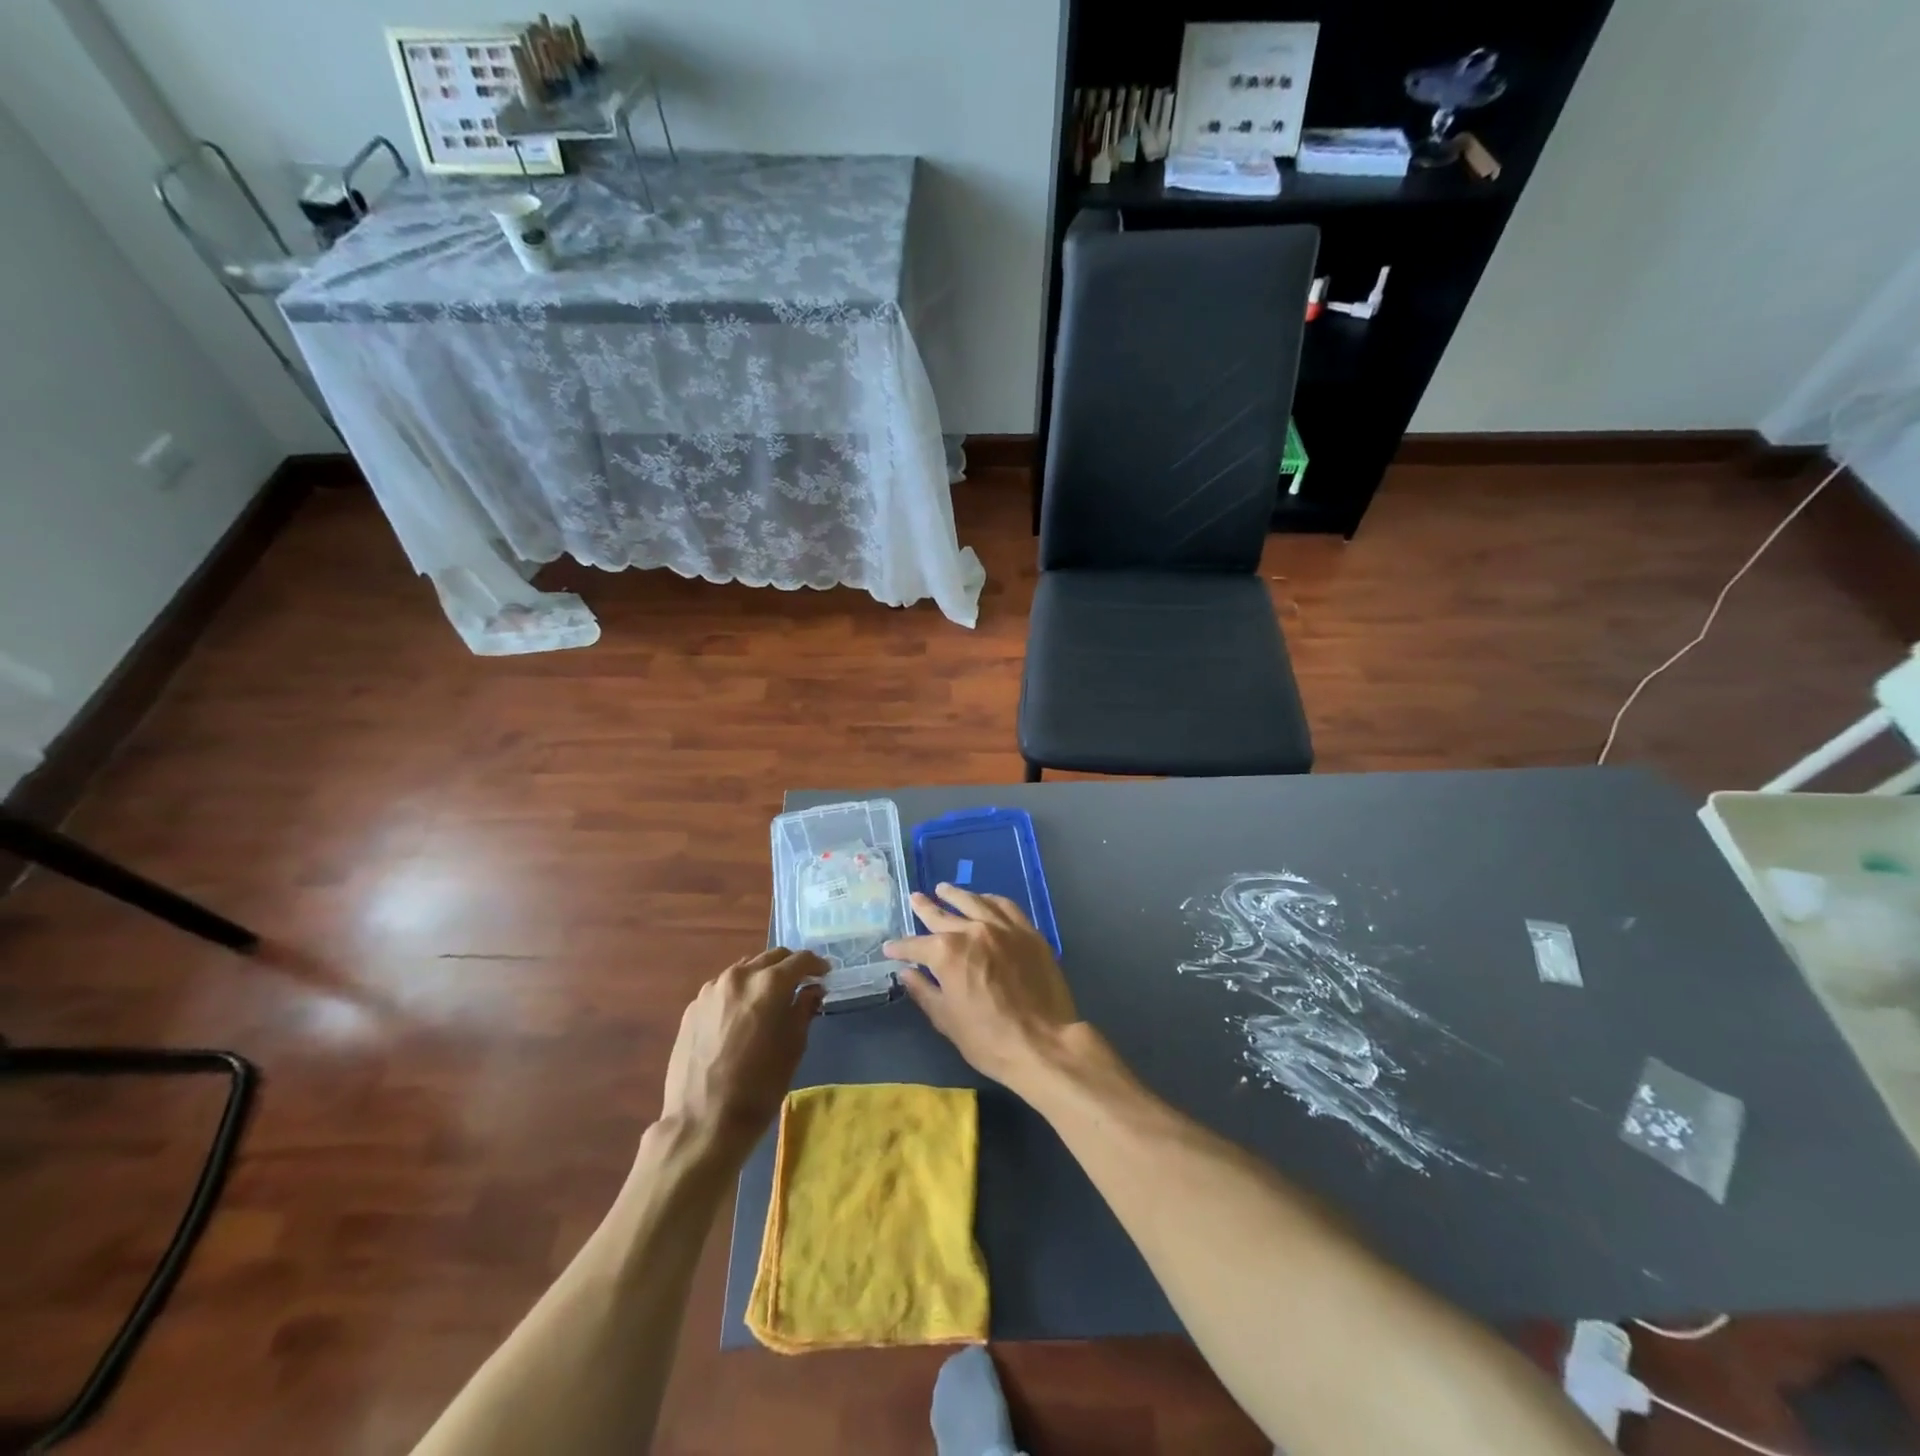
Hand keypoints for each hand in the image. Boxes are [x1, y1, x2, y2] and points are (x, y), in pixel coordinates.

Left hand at [659, 948, 824, 1162]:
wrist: (702, 1122)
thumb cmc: (758, 1087)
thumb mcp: (793, 1048)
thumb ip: (803, 1010)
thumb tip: (811, 990)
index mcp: (768, 984)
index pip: (800, 959)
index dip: (816, 965)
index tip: (825, 975)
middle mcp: (738, 976)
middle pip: (771, 957)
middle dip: (789, 966)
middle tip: (801, 984)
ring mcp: (711, 990)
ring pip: (745, 969)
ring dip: (763, 976)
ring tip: (770, 999)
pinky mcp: (693, 1007)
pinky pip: (723, 988)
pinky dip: (739, 992)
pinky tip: (742, 1016)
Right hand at [883, 885, 1080, 1092]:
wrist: (1044, 1043)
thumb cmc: (989, 1039)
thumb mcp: (947, 1020)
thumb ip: (924, 991)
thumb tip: (907, 973)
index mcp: (947, 952)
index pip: (916, 945)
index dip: (900, 948)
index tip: (890, 948)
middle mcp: (973, 930)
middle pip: (943, 915)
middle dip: (925, 908)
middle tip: (914, 899)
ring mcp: (1003, 927)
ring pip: (974, 902)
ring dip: (955, 895)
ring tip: (943, 888)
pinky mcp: (1028, 932)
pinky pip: (1005, 906)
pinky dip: (989, 900)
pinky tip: (984, 899)